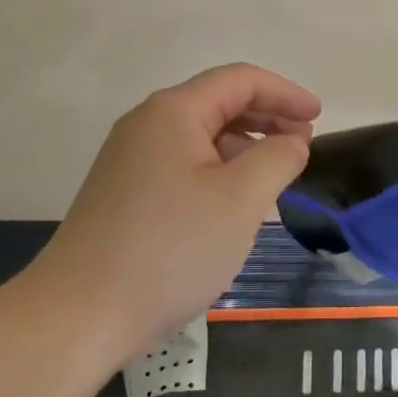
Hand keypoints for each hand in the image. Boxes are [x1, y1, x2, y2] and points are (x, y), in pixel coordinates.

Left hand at [34, 64, 319, 360]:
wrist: (78, 316)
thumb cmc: (170, 249)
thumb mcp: (240, 199)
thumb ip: (278, 157)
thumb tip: (291, 141)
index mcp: (173, 112)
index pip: (240, 80)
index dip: (285, 93)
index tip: (319, 118)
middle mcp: (147, 125)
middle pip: (218, 103)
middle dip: (266, 118)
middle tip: (302, 147)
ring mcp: (130, 160)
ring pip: (200, 136)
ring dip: (243, 146)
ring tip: (274, 177)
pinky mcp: (124, 193)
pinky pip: (183, 164)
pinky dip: (218, 170)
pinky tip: (233, 203)